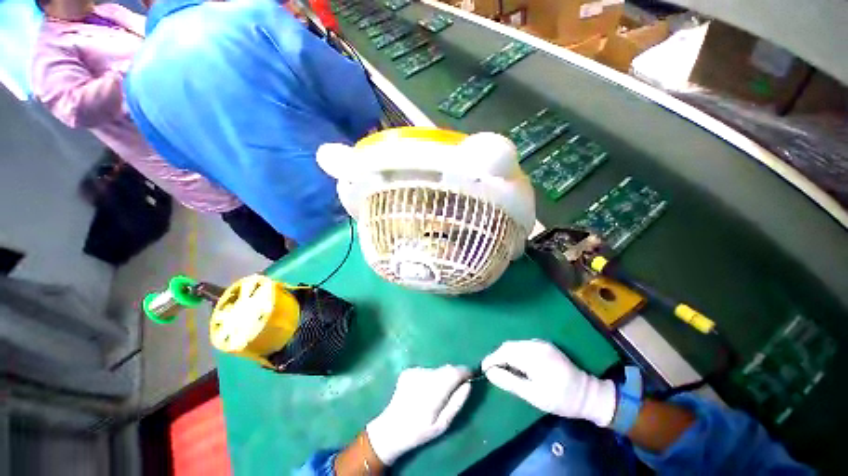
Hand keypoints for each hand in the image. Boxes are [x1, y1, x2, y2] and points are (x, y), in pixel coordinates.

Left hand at [366, 366, 471, 464]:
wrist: (392, 428)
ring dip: (440, 378)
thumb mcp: (443, 424)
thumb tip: (468, 384)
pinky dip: (429, 378)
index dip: (464, 372)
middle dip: (452, 376)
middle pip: (445, 369)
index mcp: (433, 391)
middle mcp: (423, 376)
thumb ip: (457, 402)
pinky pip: (425, 371)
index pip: (454, 372)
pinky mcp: (408, 371)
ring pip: (436, 370)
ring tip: (434, 394)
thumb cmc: (420, 430)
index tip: (471, 375)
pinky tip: (422, 391)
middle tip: (453, 390)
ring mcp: (414, 371)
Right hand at [482, 340, 615, 426]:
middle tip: (492, 370)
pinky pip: (523, 345)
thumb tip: (489, 373)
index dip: (492, 359)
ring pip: (515, 344)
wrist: (588, 393)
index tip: (483, 369)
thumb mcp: (534, 395)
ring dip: (505, 354)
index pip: (505, 352)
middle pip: (508, 345)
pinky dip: (515, 353)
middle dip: (497, 356)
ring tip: (502, 368)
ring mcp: (541, 343)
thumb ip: (510, 382)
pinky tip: (516, 364)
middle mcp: (535, 344)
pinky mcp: (544, 345)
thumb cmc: (560, 399)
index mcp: (533, 356)